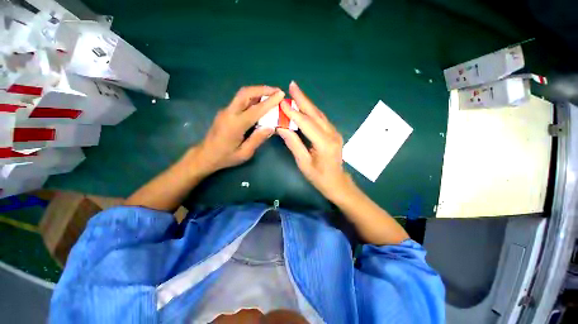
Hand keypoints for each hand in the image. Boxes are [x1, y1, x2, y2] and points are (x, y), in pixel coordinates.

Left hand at [193, 85, 284, 175]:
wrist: (205, 155)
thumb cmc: (225, 157)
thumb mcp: (244, 153)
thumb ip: (257, 139)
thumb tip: (271, 127)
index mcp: (235, 125)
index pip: (255, 109)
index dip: (270, 101)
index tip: (281, 95)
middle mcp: (229, 113)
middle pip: (245, 93)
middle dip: (263, 89)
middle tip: (277, 91)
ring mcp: (226, 111)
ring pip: (242, 94)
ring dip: (258, 91)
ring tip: (272, 94)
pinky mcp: (225, 112)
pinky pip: (240, 100)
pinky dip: (253, 97)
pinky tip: (261, 102)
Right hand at [277, 82, 352, 201]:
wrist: (337, 183)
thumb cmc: (319, 177)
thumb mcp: (304, 163)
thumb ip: (294, 144)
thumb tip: (281, 128)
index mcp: (324, 144)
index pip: (306, 124)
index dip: (293, 113)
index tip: (282, 103)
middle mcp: (332, 135)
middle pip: (315, 114)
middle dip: (303, 99)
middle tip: (292, 85)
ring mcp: (335, 133)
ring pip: (319, 115)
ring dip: (307, 103)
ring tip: (296, 92)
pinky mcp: (334, 133)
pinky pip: (321, 120)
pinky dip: (312, 111)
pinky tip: (305, 107)